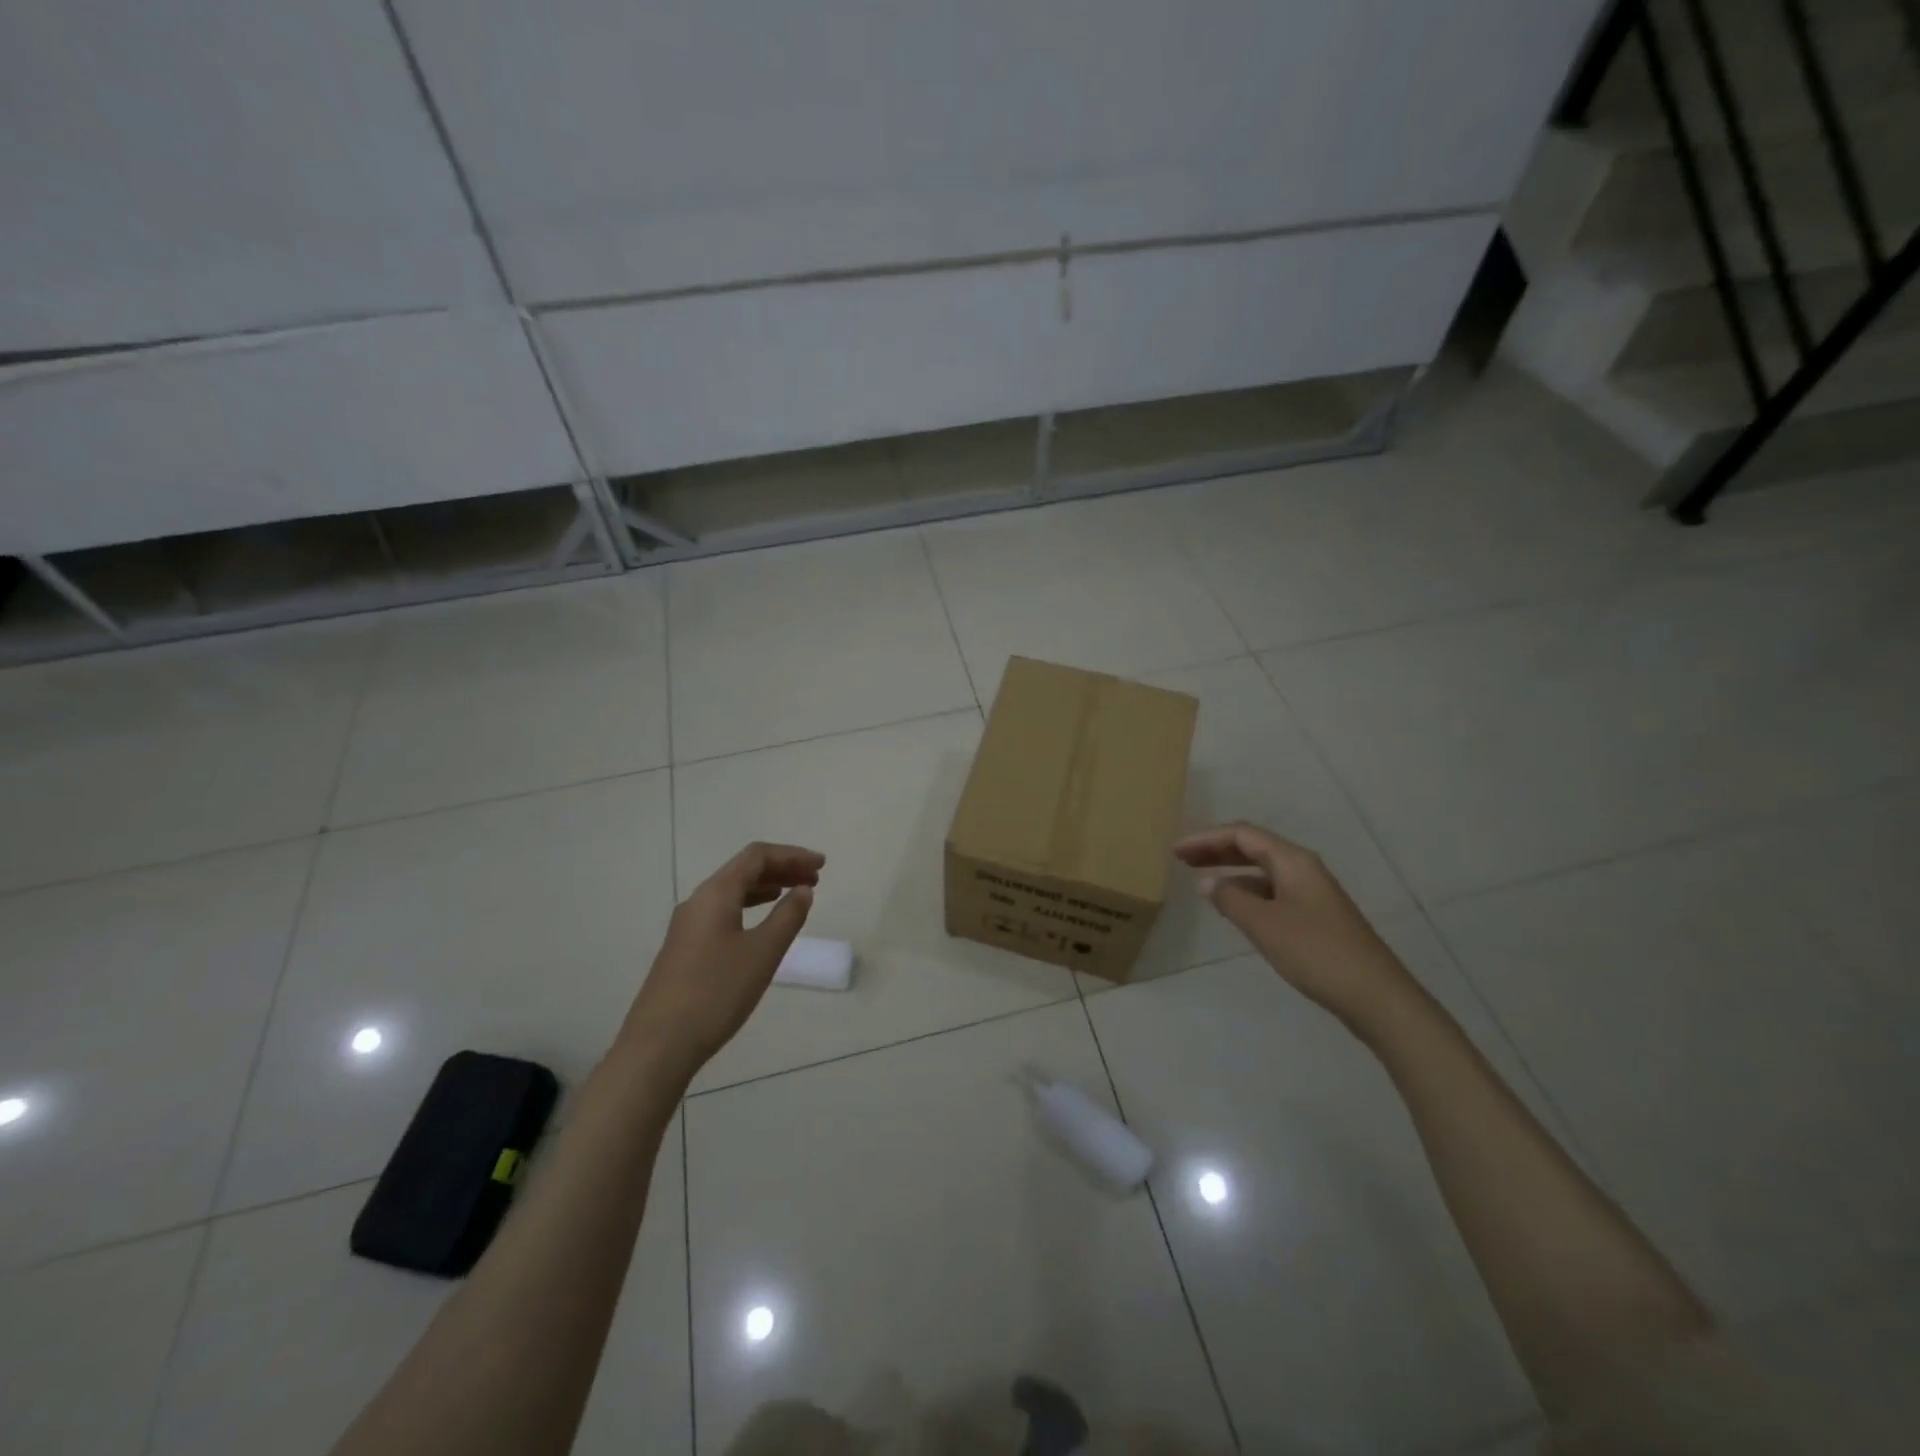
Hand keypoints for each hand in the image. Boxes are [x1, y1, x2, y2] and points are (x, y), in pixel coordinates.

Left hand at [617, 842, 823, 1084]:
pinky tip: (762, 924)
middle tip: (815, 878)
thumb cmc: (716, 992)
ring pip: (732, 892)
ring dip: (767, 887)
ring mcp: (687, 926)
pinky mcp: (685, 948)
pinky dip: (750, 907)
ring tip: (795, 895)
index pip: (757, 856)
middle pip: (744, 870)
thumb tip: (803, 890)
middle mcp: (698, 901)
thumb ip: (787, 917)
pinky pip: (723, 911)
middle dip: (782, 868)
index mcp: (716, 894)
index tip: (822, 865)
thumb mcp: (762, 953)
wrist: (659, 1044)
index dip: (792, 854)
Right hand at [1174, 822, 1416, 1030]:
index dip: (1206, 839)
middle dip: (1216, 851)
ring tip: (1201, 882)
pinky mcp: (1315, 917)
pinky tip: (1234, 908)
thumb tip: (1207, 883)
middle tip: (1182, 860)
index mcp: (1293, 861)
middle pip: (1253, 847)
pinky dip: (1247, 892)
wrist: (1376, 996)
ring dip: (1231, 871)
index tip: (1175, 851)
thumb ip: (1231, 899)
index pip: (1242, 835)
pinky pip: (1272, 891)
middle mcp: (1303, 869)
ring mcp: (1311, 893)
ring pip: (1263, 870)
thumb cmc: (1316, 952)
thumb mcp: (1264, 924)